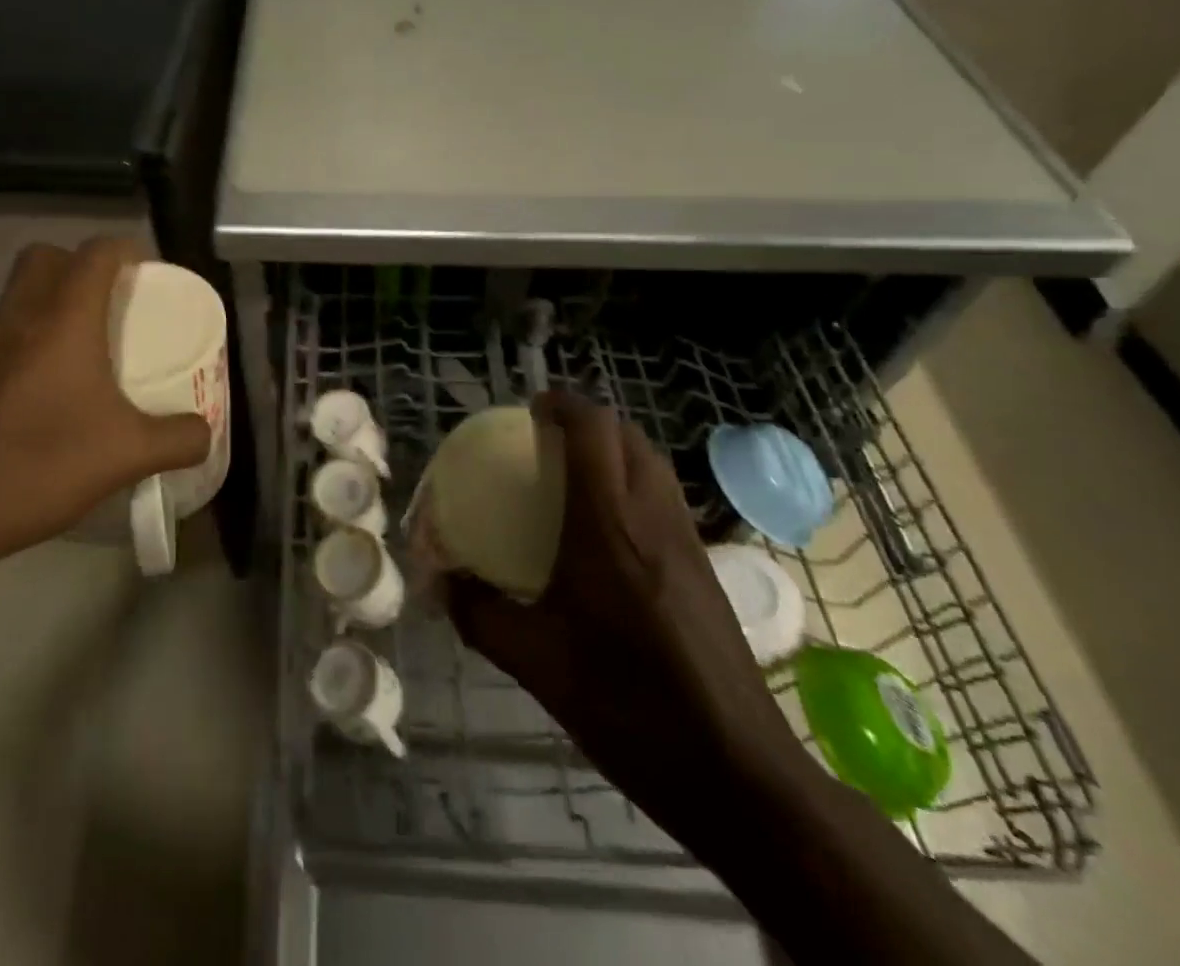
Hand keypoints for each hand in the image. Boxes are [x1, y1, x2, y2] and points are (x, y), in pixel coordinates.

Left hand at [0, 238, 211, 573]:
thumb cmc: (41, 463)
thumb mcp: (128, 455)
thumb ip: (179, 439)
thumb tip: (203, 431)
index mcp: (63, 319)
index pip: (96, 252)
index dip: (126, 251)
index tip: (149, 276)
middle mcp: (19, 318)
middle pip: (46, 256)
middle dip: (81, 265)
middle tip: (113, 303)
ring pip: (18, 294)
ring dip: (52, 301)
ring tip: (87, 347)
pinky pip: (3, 332)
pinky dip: (30, 339)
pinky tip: (50, 390)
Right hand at [448, 392, 806, 831]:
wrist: (739, 775)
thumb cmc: (629, 706)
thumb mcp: (536, 664)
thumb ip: (479, 616)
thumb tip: (441, 585)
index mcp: (609, 526)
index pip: (594, 431)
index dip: (562, 405)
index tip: (529, 410)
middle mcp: (654, 518)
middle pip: (627, 435)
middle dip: (587, 420)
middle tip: (545, 439)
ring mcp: (688, 541)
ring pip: (652, 463)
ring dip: (613, 448)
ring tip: (572, 472)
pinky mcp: (705, 568)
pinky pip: (664, 496)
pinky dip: (632, 482)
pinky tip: (607, 530)